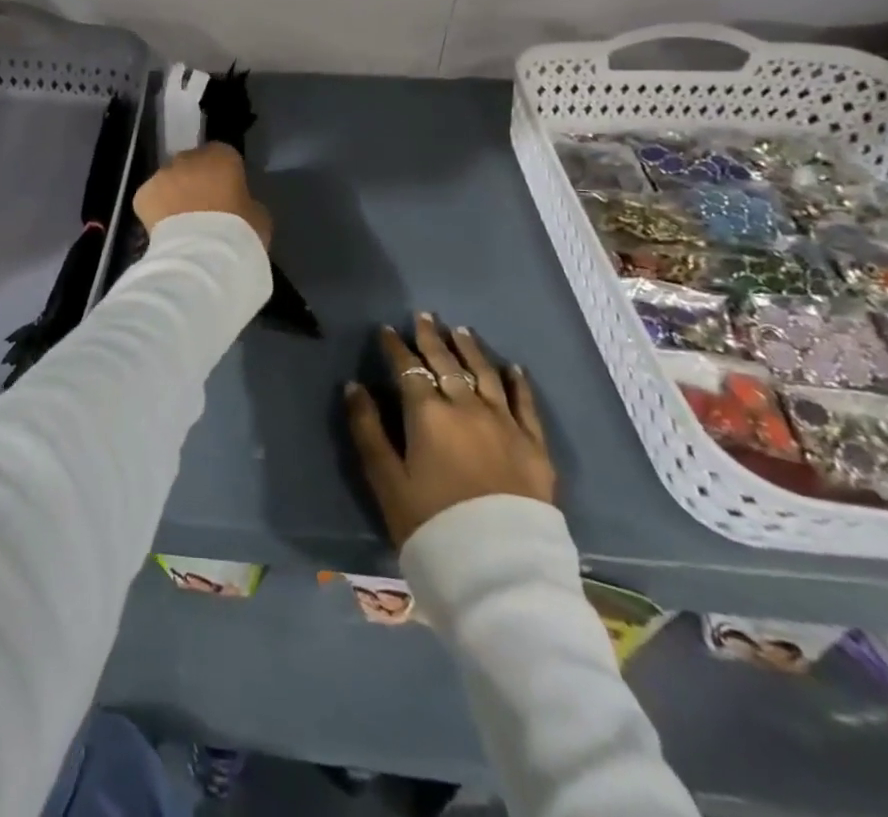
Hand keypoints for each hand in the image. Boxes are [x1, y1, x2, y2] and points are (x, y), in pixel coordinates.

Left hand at [132, 143, 271, 249]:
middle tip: (203, 209)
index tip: (227, 196)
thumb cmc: (238, 233)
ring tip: (182, 223)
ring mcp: (162, 175)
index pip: (223, 156)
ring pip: (168, 181)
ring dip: (174, 195)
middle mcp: (188, 158)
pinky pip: (151, 199)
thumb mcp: (258, 216)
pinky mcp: (142, 195)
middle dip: (196, 182)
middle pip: (192, 165)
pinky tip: (166, 231)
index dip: (224, 176)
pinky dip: (156, 210)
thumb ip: (245, 202)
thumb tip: (237, 205)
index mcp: (222, 156)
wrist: (202, 256)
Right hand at [345, 313, 553, 548]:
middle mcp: (467, 407)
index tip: (386, 330)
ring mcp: (505, 425)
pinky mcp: (534, 447)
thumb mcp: (386, 480)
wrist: (498, 571)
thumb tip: (353, 387)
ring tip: (460, 330)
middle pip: (446, 363)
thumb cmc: (431, 524)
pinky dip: (518, 382)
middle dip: (431, 338)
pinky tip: (513, 368)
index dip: (395, 347)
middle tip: (424, 316)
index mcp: (428, 414)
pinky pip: (526, 405)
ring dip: (470, 349)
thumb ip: (367, 429)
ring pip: (485, 375)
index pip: (408, 368)